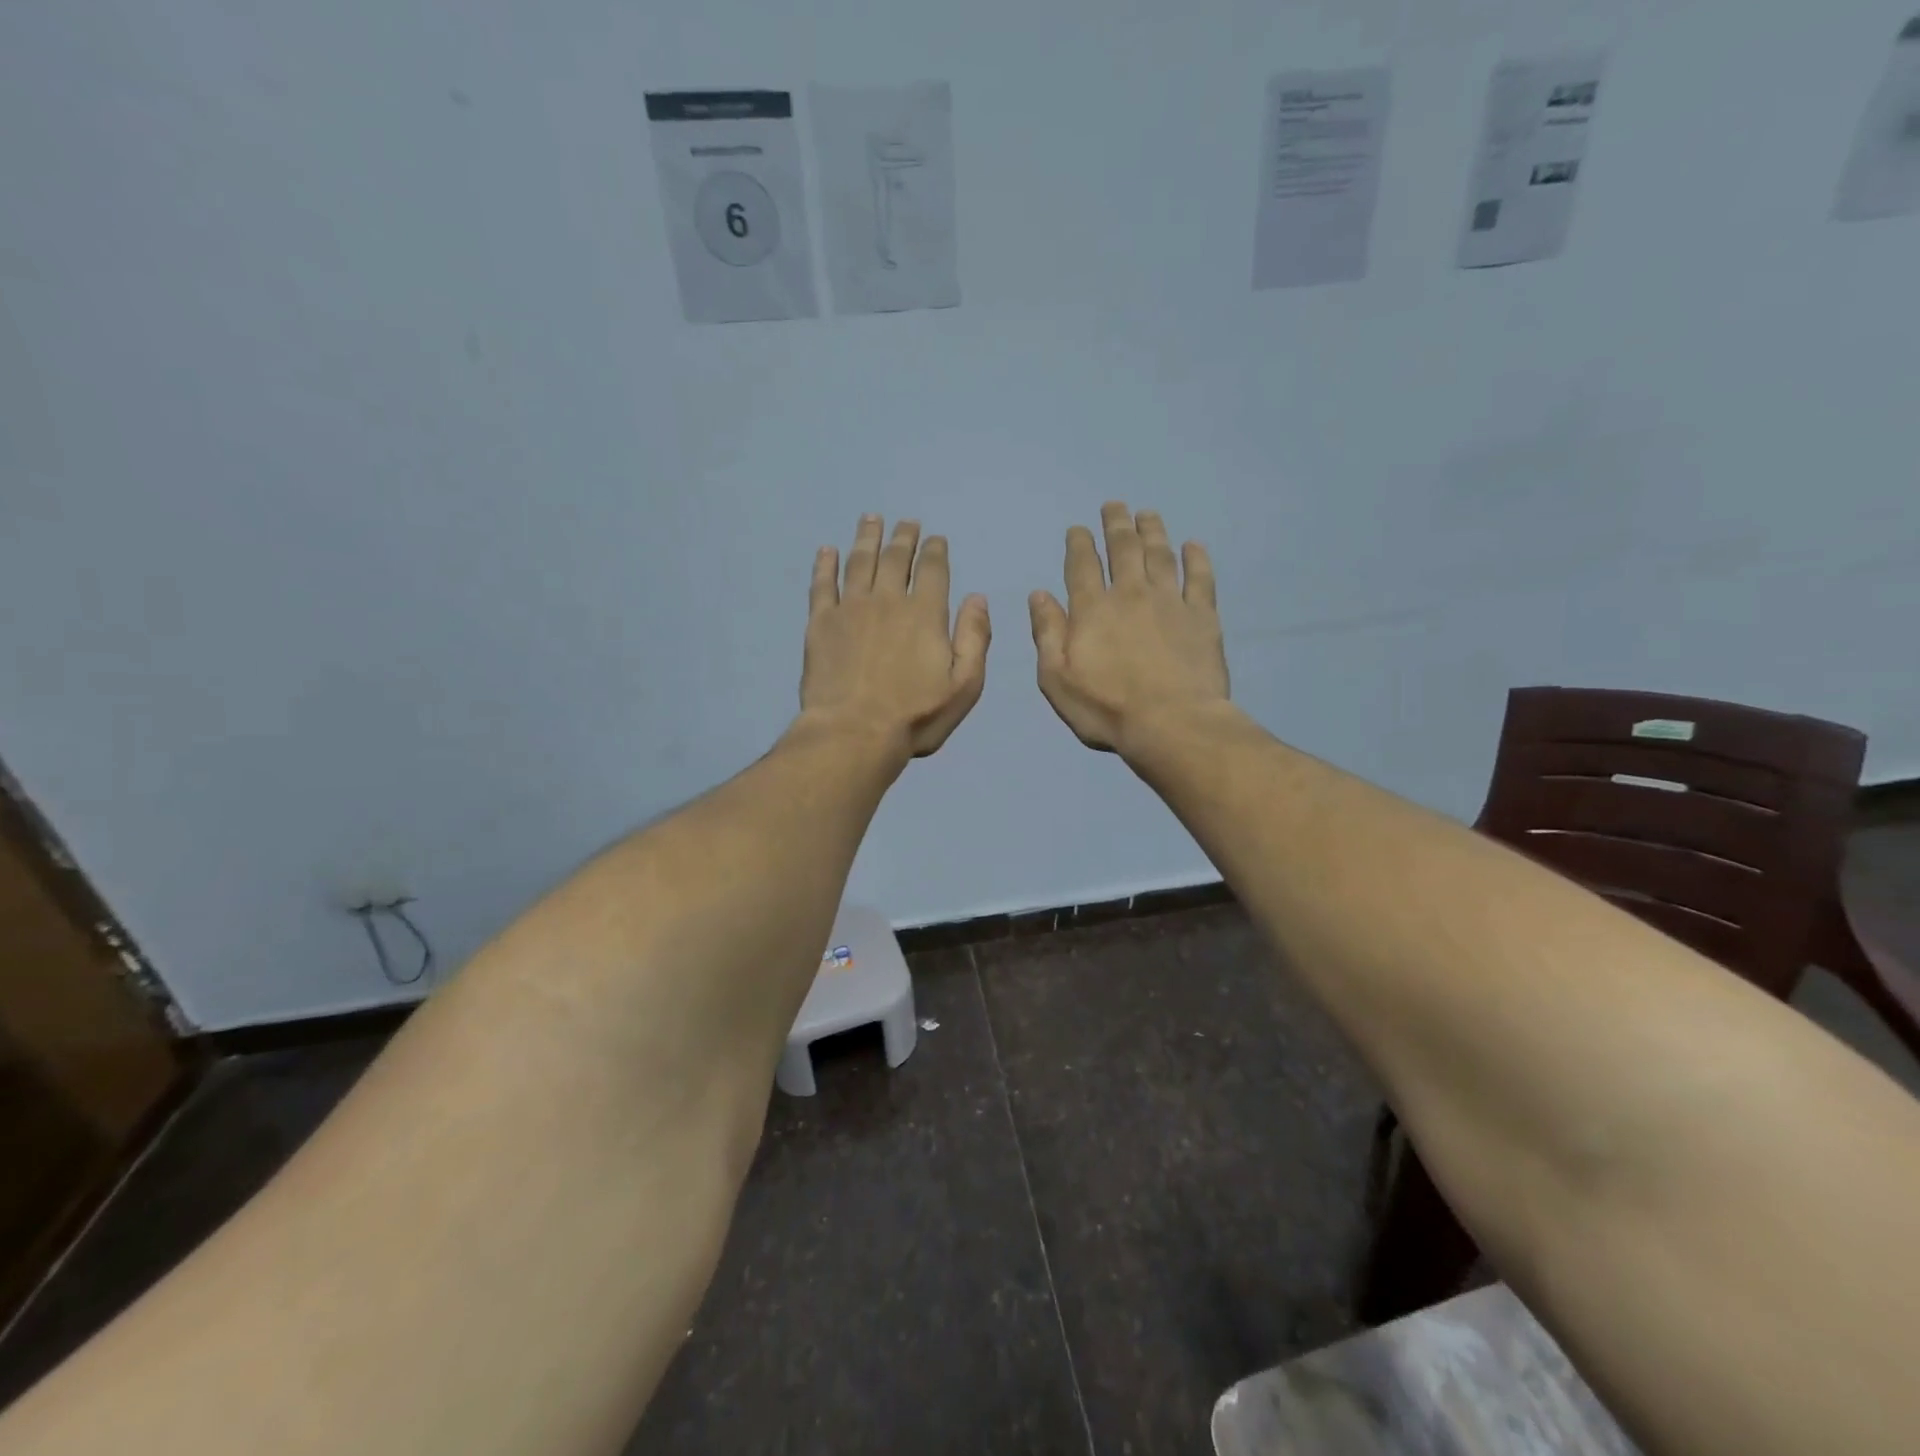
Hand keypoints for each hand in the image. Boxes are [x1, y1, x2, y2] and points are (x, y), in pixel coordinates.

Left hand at [800, 515, 991, 759]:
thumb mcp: (964, 685)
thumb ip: (975, 638)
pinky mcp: (820, 623)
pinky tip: (826, 550)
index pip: (933, 570)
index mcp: (925, 614)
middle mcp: (888, 600)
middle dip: (904, 537)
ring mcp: (850, 608)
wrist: (854, 733)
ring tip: (871, 519)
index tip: (936, 538)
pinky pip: (822, 584)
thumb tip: (978, 597)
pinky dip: (825, 564)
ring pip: (859, 562)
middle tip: (906, 522)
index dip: (935, 551)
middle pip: (896, 559)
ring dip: (867, 537)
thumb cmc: (915, 716)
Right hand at [1029, 502, 1228, 754]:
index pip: (1082, 565)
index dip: (1079, 543)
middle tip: (1114, 505)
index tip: (1078, 529)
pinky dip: (1197, 558)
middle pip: (1123, 549)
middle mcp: (1131, 594)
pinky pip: (1200, 578)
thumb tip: (1039, 594)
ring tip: (1147, 514)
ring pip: (1160, 555)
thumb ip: (1047, 632)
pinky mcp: (1203, 617)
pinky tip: (1193, 545)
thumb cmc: (1105, 708)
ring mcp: (1171, 602)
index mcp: (1092, 609)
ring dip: (1152, 531)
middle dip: (1116, 524)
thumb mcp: (1056, 678)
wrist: (1172, 724)